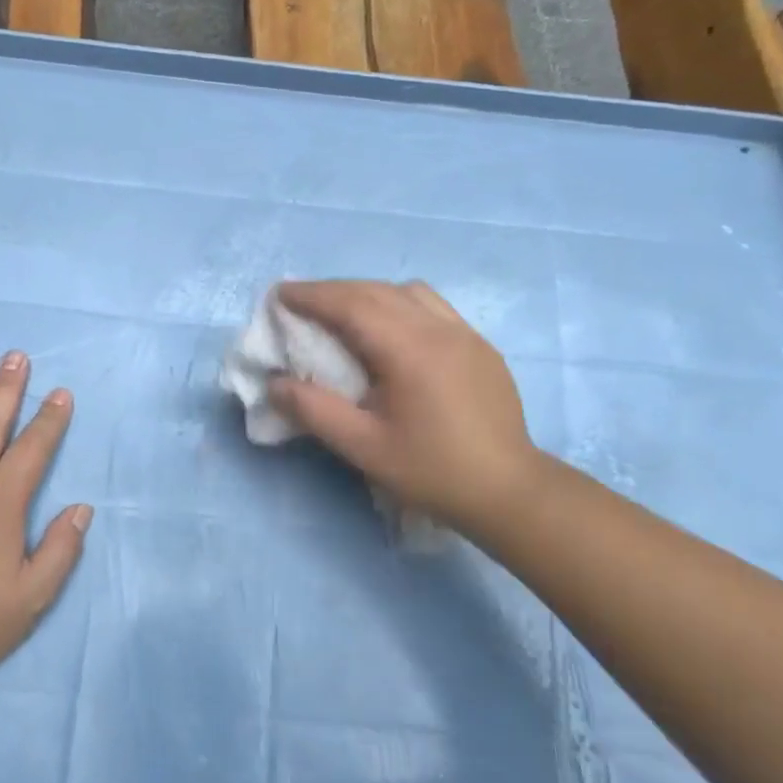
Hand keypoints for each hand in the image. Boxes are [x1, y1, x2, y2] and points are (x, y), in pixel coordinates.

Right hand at [268, 280, 541, 534]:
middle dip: (334, 291)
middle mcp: (439, 328)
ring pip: (409, 292)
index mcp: (409, 350)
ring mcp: (465, 333)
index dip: (312, 295)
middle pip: (377, 291)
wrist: (508, 491)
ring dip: (369, 294)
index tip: (280, 294)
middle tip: (301, 302)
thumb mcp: (363, 447)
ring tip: (345, 314)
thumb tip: (275, 384)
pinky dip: (400, 305)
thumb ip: (314, 411)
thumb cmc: (431, 470)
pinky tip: (393, 333)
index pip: (352, 305)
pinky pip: (433, 308)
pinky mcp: (480, 346)